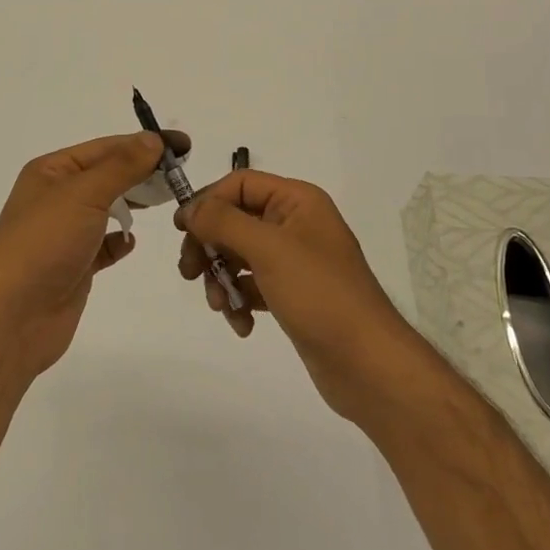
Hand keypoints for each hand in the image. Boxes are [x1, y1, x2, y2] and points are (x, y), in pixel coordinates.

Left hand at [0, 130, 187, 377]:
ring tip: (169, 200)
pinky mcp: (74, 266)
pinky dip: (120, 239)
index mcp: (52, 171)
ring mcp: (65, 233)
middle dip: (143, 171)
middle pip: (108, 175)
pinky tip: (133, 241)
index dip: (144, 144)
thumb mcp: (84, 193)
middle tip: (182, 173)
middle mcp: (57, 197)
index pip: (106, 147)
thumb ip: (122, 165)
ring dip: (134, 203)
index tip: (183, 145)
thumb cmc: (44, 243)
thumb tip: (154, 140)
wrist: (12, 318)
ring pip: (108, 208)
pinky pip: (104, 245)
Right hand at [176, 170, 426, 421]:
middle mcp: (296, 223)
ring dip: (221, 278)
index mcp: (297, 201)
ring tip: (220, 305)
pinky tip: (242, 324)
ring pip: (239, 255)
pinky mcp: (292, 294)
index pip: (240, 184)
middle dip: (209, 245)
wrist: (368, 365)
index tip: (181, 230)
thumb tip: (190, 209)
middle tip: (189, 272)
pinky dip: (239, 300)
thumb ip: (223, 222)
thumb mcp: (268, 249)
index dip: (207, 201)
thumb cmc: (320, 294)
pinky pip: (252, 285)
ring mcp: (294, 261)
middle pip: (235, 219)